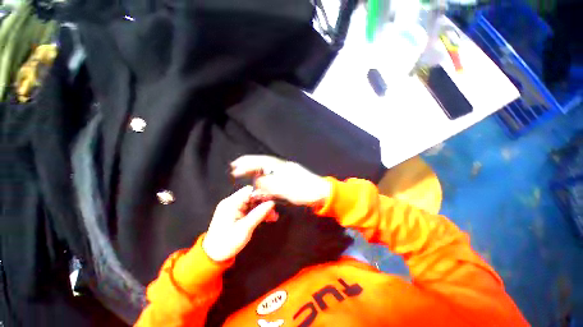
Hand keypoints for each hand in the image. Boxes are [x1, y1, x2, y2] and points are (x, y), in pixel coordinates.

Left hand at [202, 186, 276, 261]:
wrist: (214, 255)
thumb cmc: (227, 242)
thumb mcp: (245, 228)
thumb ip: (259, 214)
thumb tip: (271, 203)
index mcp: (231, 203)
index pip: (249, 190)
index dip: (261, 193)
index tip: (271, 200)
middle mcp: (232, 203)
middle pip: (252, 196)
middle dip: (264, 202)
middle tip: (274, 210)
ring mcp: (234, 208)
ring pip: (253, 203)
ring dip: (263, 209)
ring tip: (273, 216)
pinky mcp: (236, 214)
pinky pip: (250, 209)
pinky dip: (258, 213)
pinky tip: (268, 218)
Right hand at [230, 155, 330, 206]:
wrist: (322, 194)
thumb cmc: (306, 191)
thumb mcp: (288, 189)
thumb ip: (271, 185)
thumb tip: (256, 181)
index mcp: (283, 167)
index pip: (262, 162)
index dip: (249, 163)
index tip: (236, 165)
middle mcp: (282, 168)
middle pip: (263, 164)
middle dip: (249, 165)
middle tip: (235, 166)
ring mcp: (285, 174)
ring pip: (267, 171)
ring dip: (255, 173)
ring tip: (243, 174)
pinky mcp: (287, 181)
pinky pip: (272, 179)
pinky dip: (264, 182)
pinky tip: (258, 185)